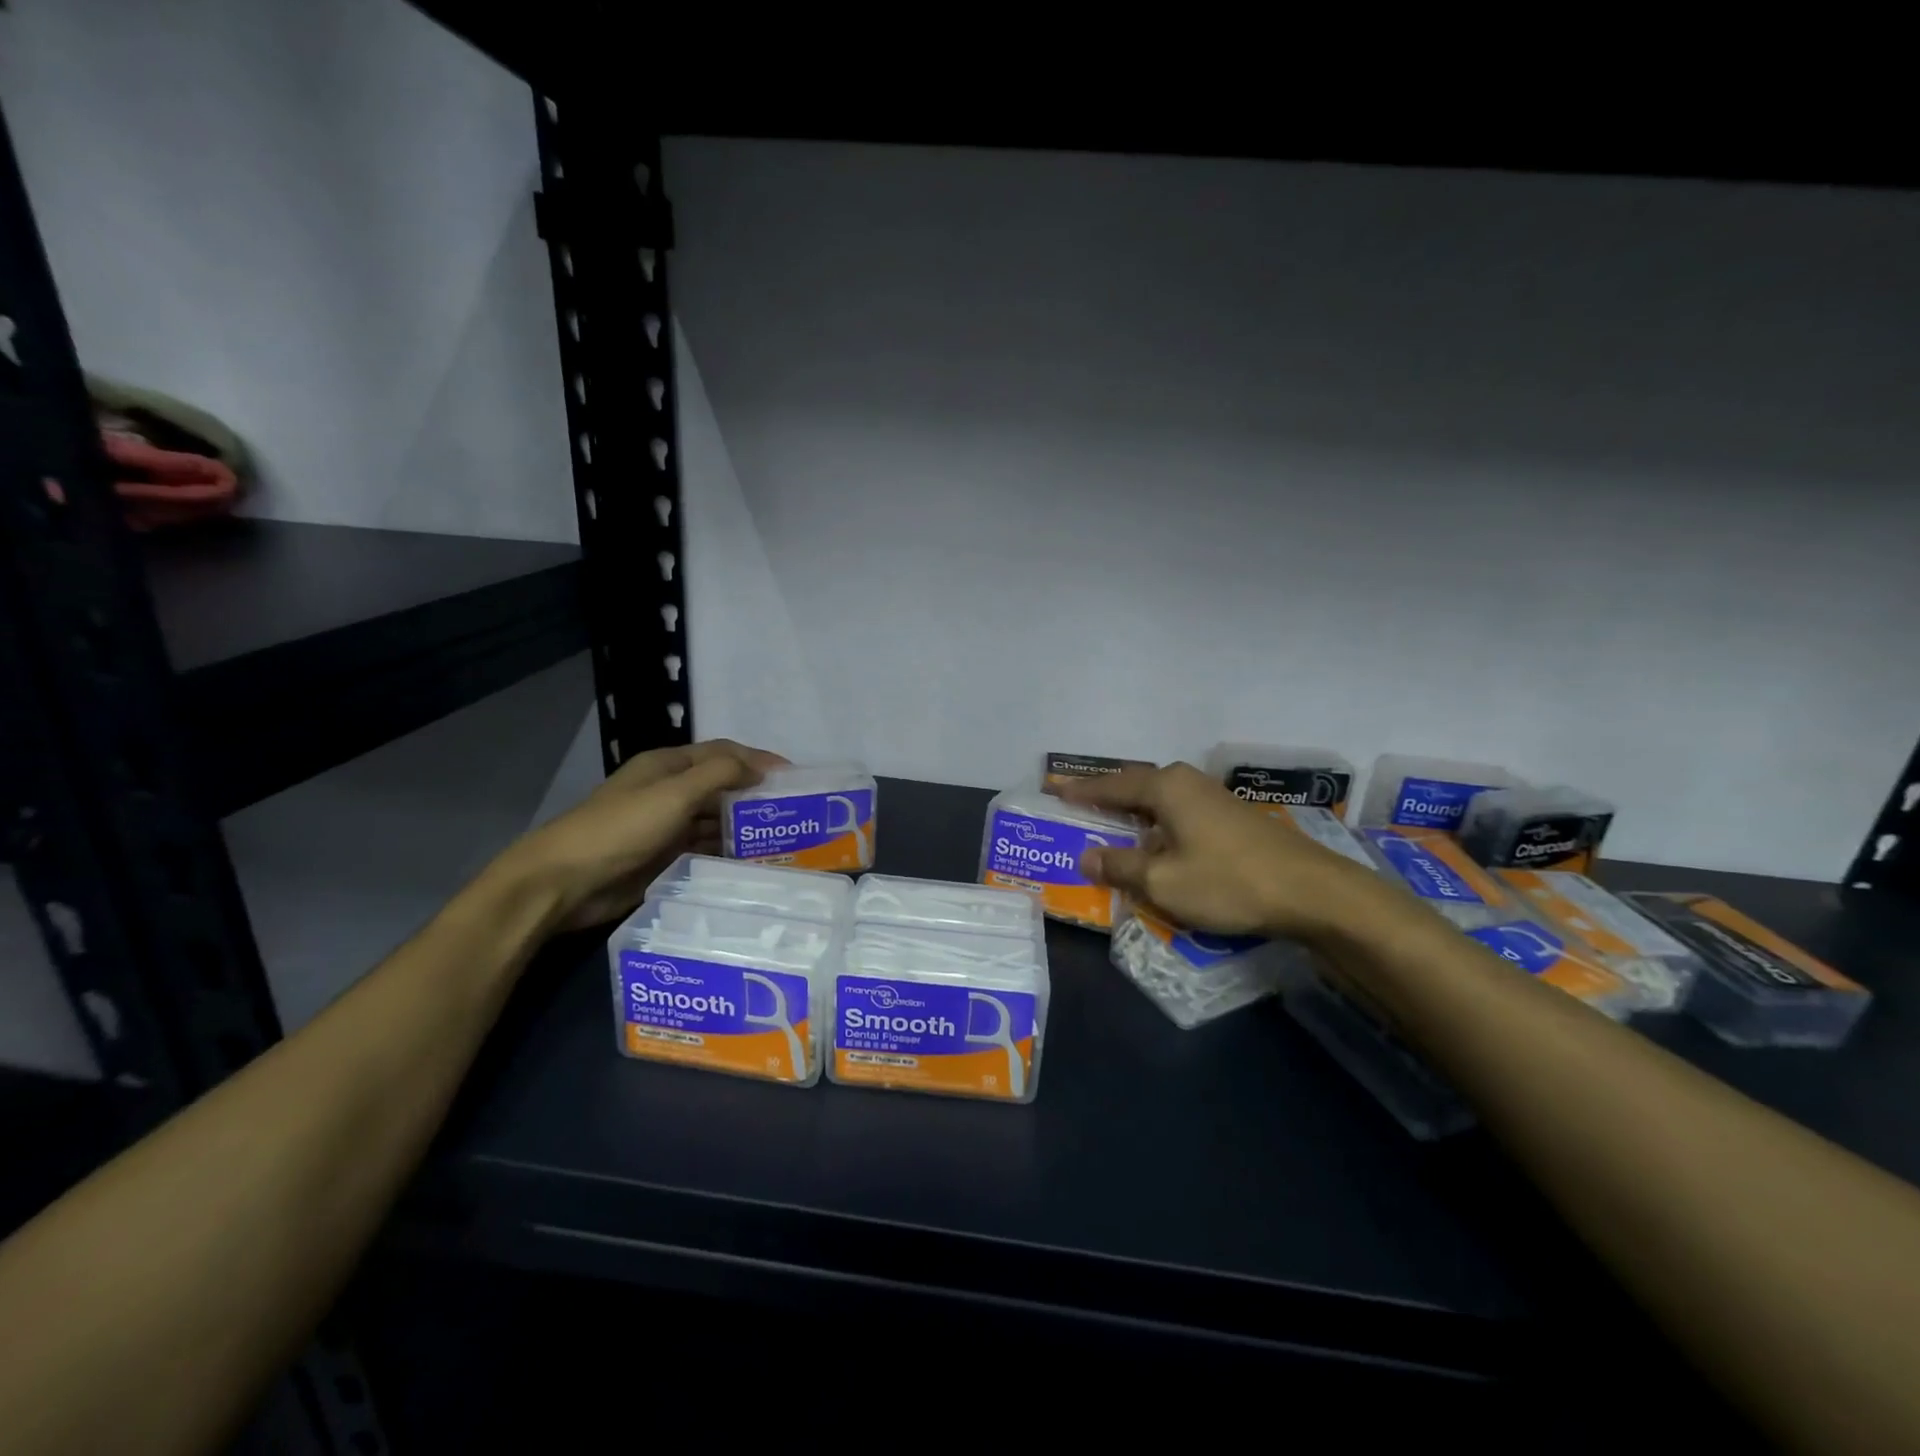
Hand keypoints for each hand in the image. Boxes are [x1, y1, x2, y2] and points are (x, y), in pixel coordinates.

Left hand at [497, 738, 787, 930]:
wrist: (565, 882)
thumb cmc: (621, 828)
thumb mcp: (674, 793)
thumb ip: (719, 774)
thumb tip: (759, 769)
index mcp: (668, 766)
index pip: (723, 753)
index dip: (758, 760)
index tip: (794, 777)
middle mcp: (670, 791)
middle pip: (722, 786)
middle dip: (756, 795)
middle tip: (794, 813)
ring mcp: (667, 826)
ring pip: (716, 820)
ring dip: (744, 827)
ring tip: (782, 840)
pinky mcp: (665, 857)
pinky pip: (705, 849)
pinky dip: (727, 852)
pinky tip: (752, 862)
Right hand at [1055, 762, 1383, 939]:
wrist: (1311, 893)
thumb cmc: (1227, 882)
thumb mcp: (1163, 882)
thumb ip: (1120, 867)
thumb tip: (1088, 858)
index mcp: (1166, 788)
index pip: (1111, 786)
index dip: (1081, 791)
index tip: (1055, 790)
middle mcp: (1187, 782)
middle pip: (1136, 785)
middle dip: (1107, 796)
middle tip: (1079, 804)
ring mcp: (1214, 798)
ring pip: (1161, 800)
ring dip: (1135, 812)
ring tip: (1112, 824)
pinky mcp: (1233, 818)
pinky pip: (1180, 813)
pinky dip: (1159, 824)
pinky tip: (1158, 843)